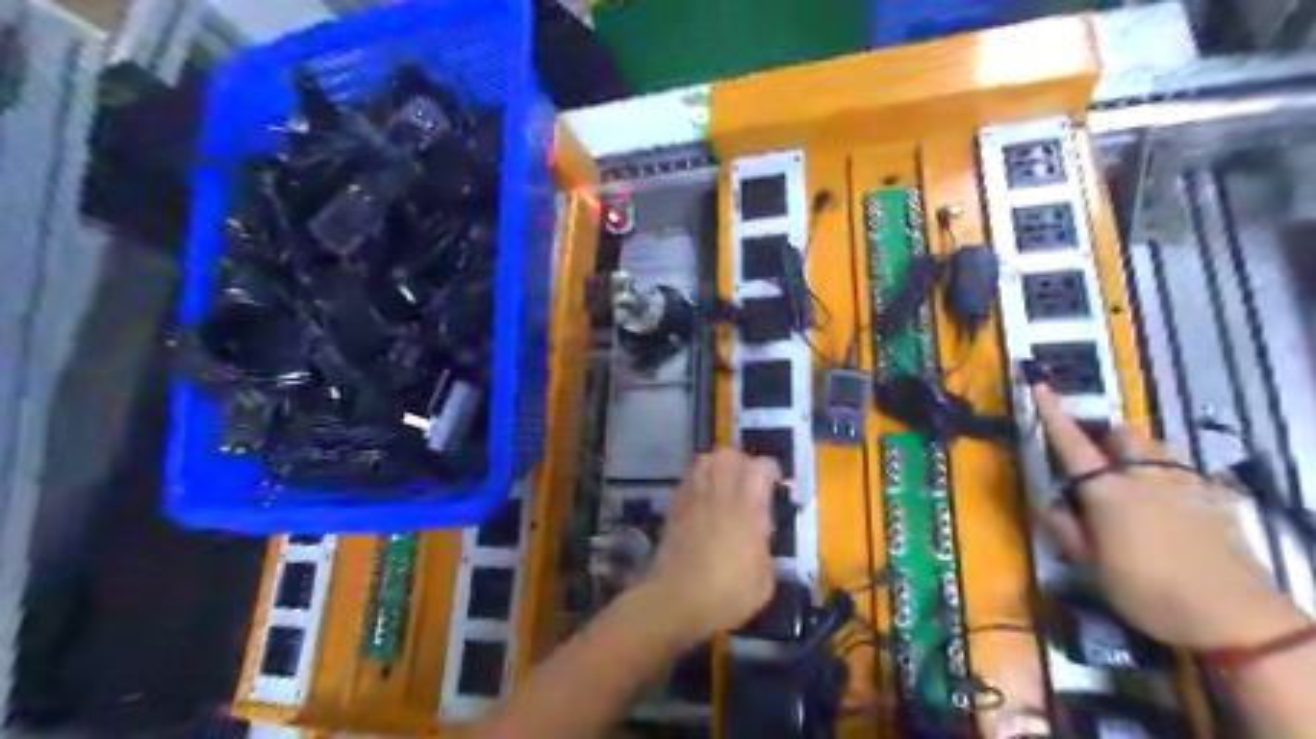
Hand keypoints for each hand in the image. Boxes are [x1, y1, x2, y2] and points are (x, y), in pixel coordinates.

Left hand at [641, 445, 780, 646]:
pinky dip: (698, 482)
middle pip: (730, 454)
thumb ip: (766, 548)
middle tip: (748, 484)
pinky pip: (689, 479)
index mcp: (748, 506)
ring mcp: (694, 495)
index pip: (763, 467)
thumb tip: (761, 537)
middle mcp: (721, 492)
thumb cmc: (726, 594)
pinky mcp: (674, 505)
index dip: (772, 473)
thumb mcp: (764, 581)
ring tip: (724, 489)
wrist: (675, 600)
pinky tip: (703, 503)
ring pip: (706, 460)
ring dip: (718, 468)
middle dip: (742, 462)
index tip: (776, 489)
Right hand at [1040, 384, 1304, 650]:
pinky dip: (1171, 485)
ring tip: (1138, 491)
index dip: (1052, 413)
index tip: (1039, 385)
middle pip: (1125, 434)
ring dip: (1140, 459)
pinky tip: (1174, 515)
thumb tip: (1049, 506)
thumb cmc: (1148, 590)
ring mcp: (1186, 486)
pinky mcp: (1217, 502)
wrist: (1235, 619)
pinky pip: (1187, 477)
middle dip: (1108, 440)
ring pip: (1158, 452)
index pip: (1072, 443)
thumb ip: (1067, 530)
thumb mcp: (1092, 566)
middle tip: (1100, 464)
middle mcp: (1145, 477)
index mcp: (1107, 490)